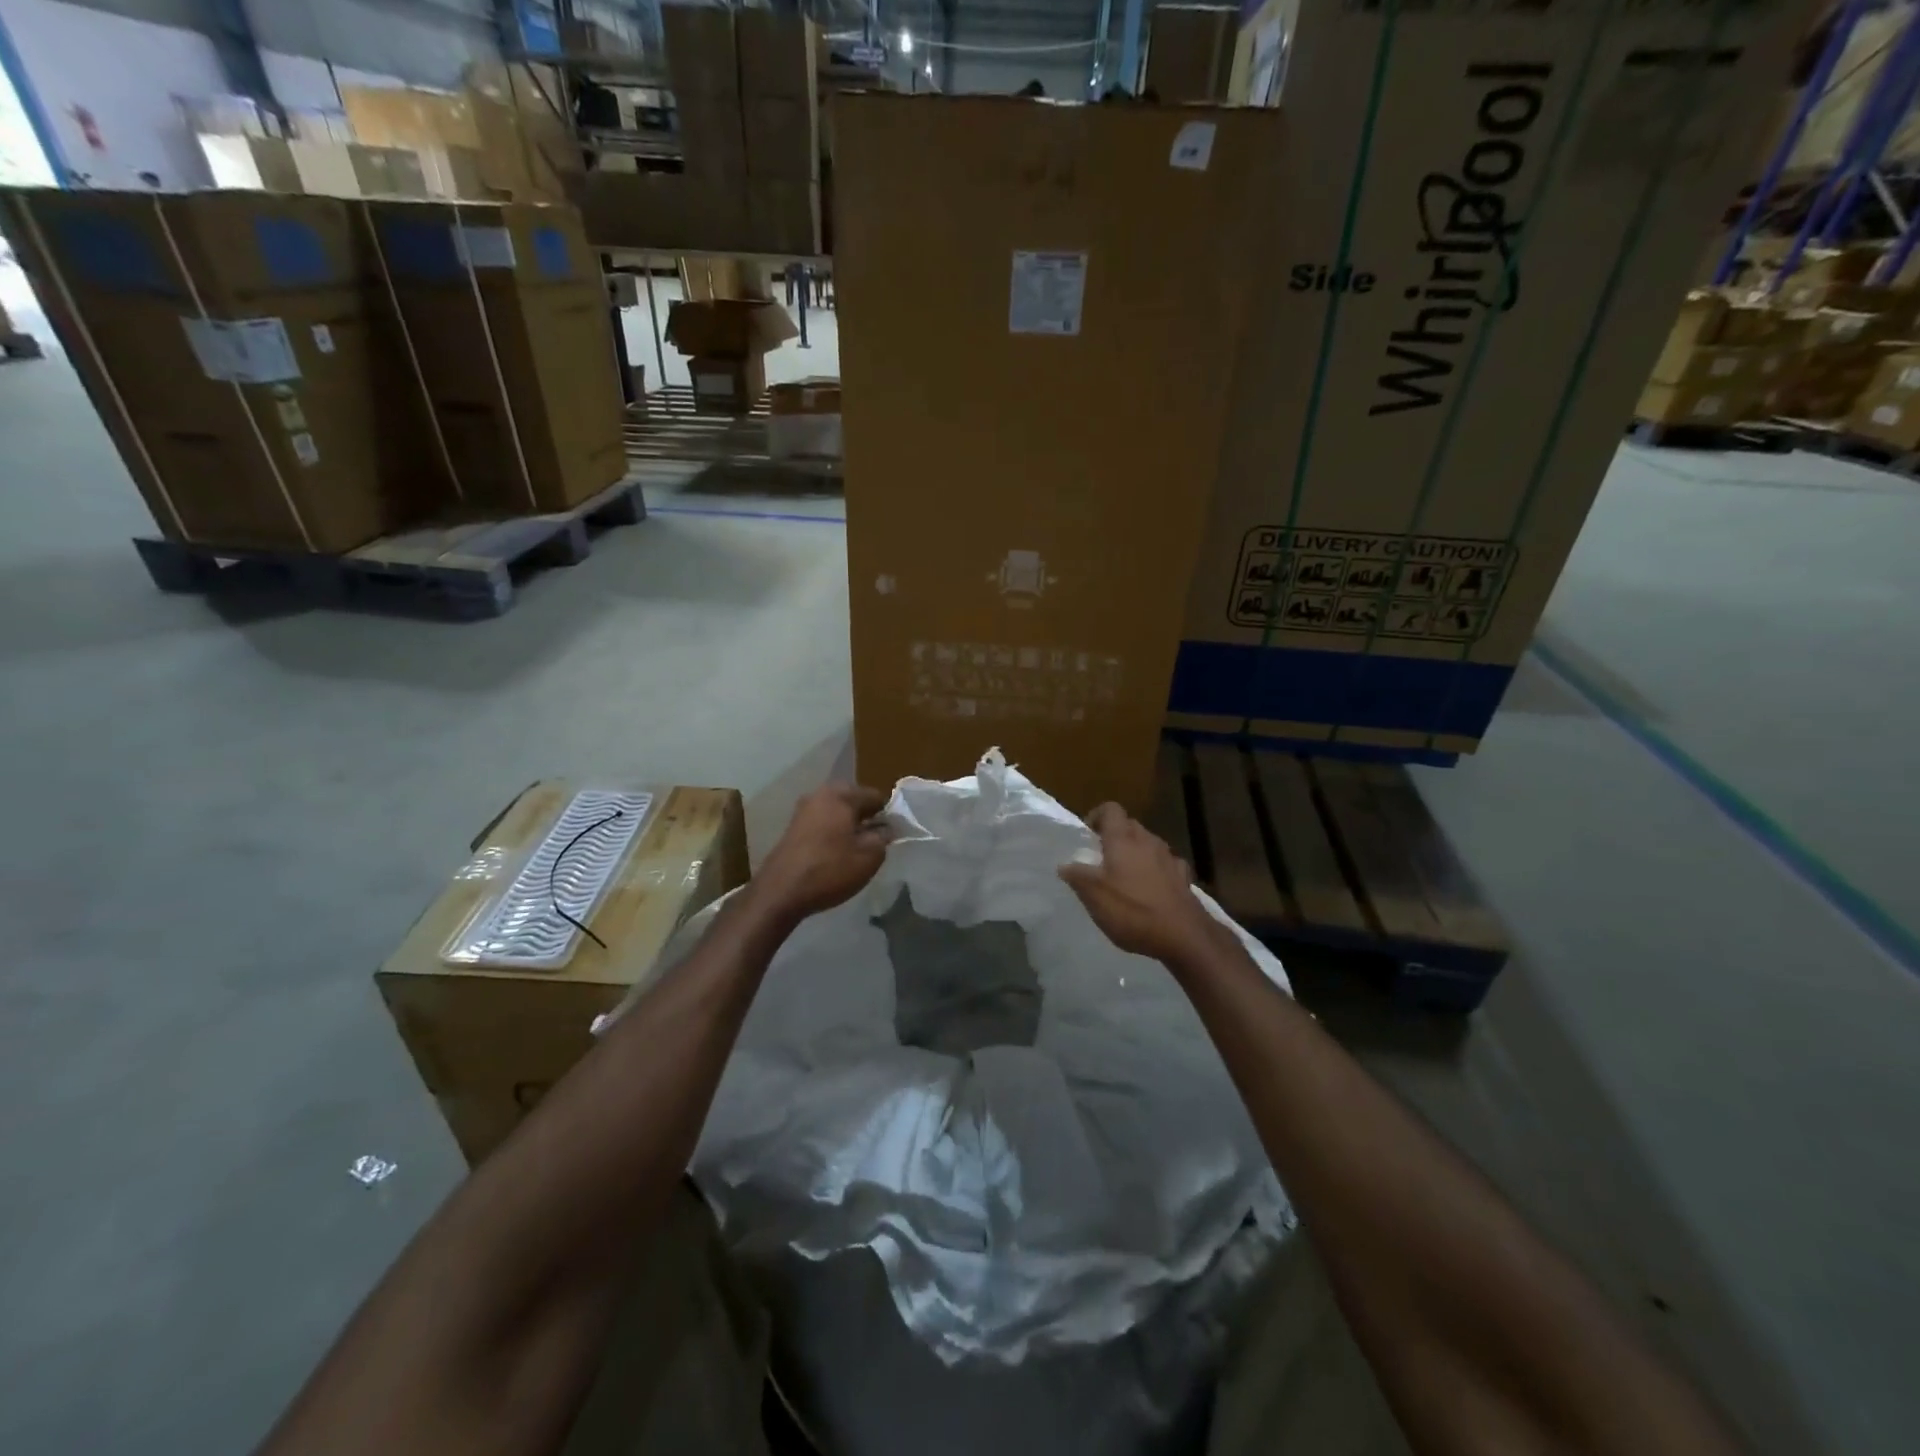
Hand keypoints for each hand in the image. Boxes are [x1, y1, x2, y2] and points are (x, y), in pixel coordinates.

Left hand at [754, 782, 890, 921]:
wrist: (780, 892)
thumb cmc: (830, 870)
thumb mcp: (869, 856)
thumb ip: (884, 837)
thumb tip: (885, 828)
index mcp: (842, 794)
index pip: (876, 796)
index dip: (888, 815)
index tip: (892, 836)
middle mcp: (820, 794)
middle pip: (854, 801)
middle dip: (866, 818)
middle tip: (874, 843)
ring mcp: (803, 810)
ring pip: (836, 812)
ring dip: (848, 826)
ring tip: (855, 851)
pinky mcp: (792, 828)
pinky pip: (821, 823)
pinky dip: (831, 834)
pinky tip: (834, 855)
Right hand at [1059, 803, 1229, 965]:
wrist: (1184, 936)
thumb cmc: (1133, 910)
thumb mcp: (1094, 896)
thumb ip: (1077, 876)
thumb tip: (1065, 865)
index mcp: (1123, 839)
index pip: (1110, 809)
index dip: (1096, 816)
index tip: (1087, 836)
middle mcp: (1148, 841)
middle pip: (1129, 825)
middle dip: (1114, 836)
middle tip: (1100, 858)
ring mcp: (1169, 858)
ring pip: (1148, 844)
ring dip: (1135, 853)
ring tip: (1123, 877)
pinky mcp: (1183, 878)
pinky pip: (1165, 865)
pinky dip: (1155, 871)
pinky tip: (1150, 890)